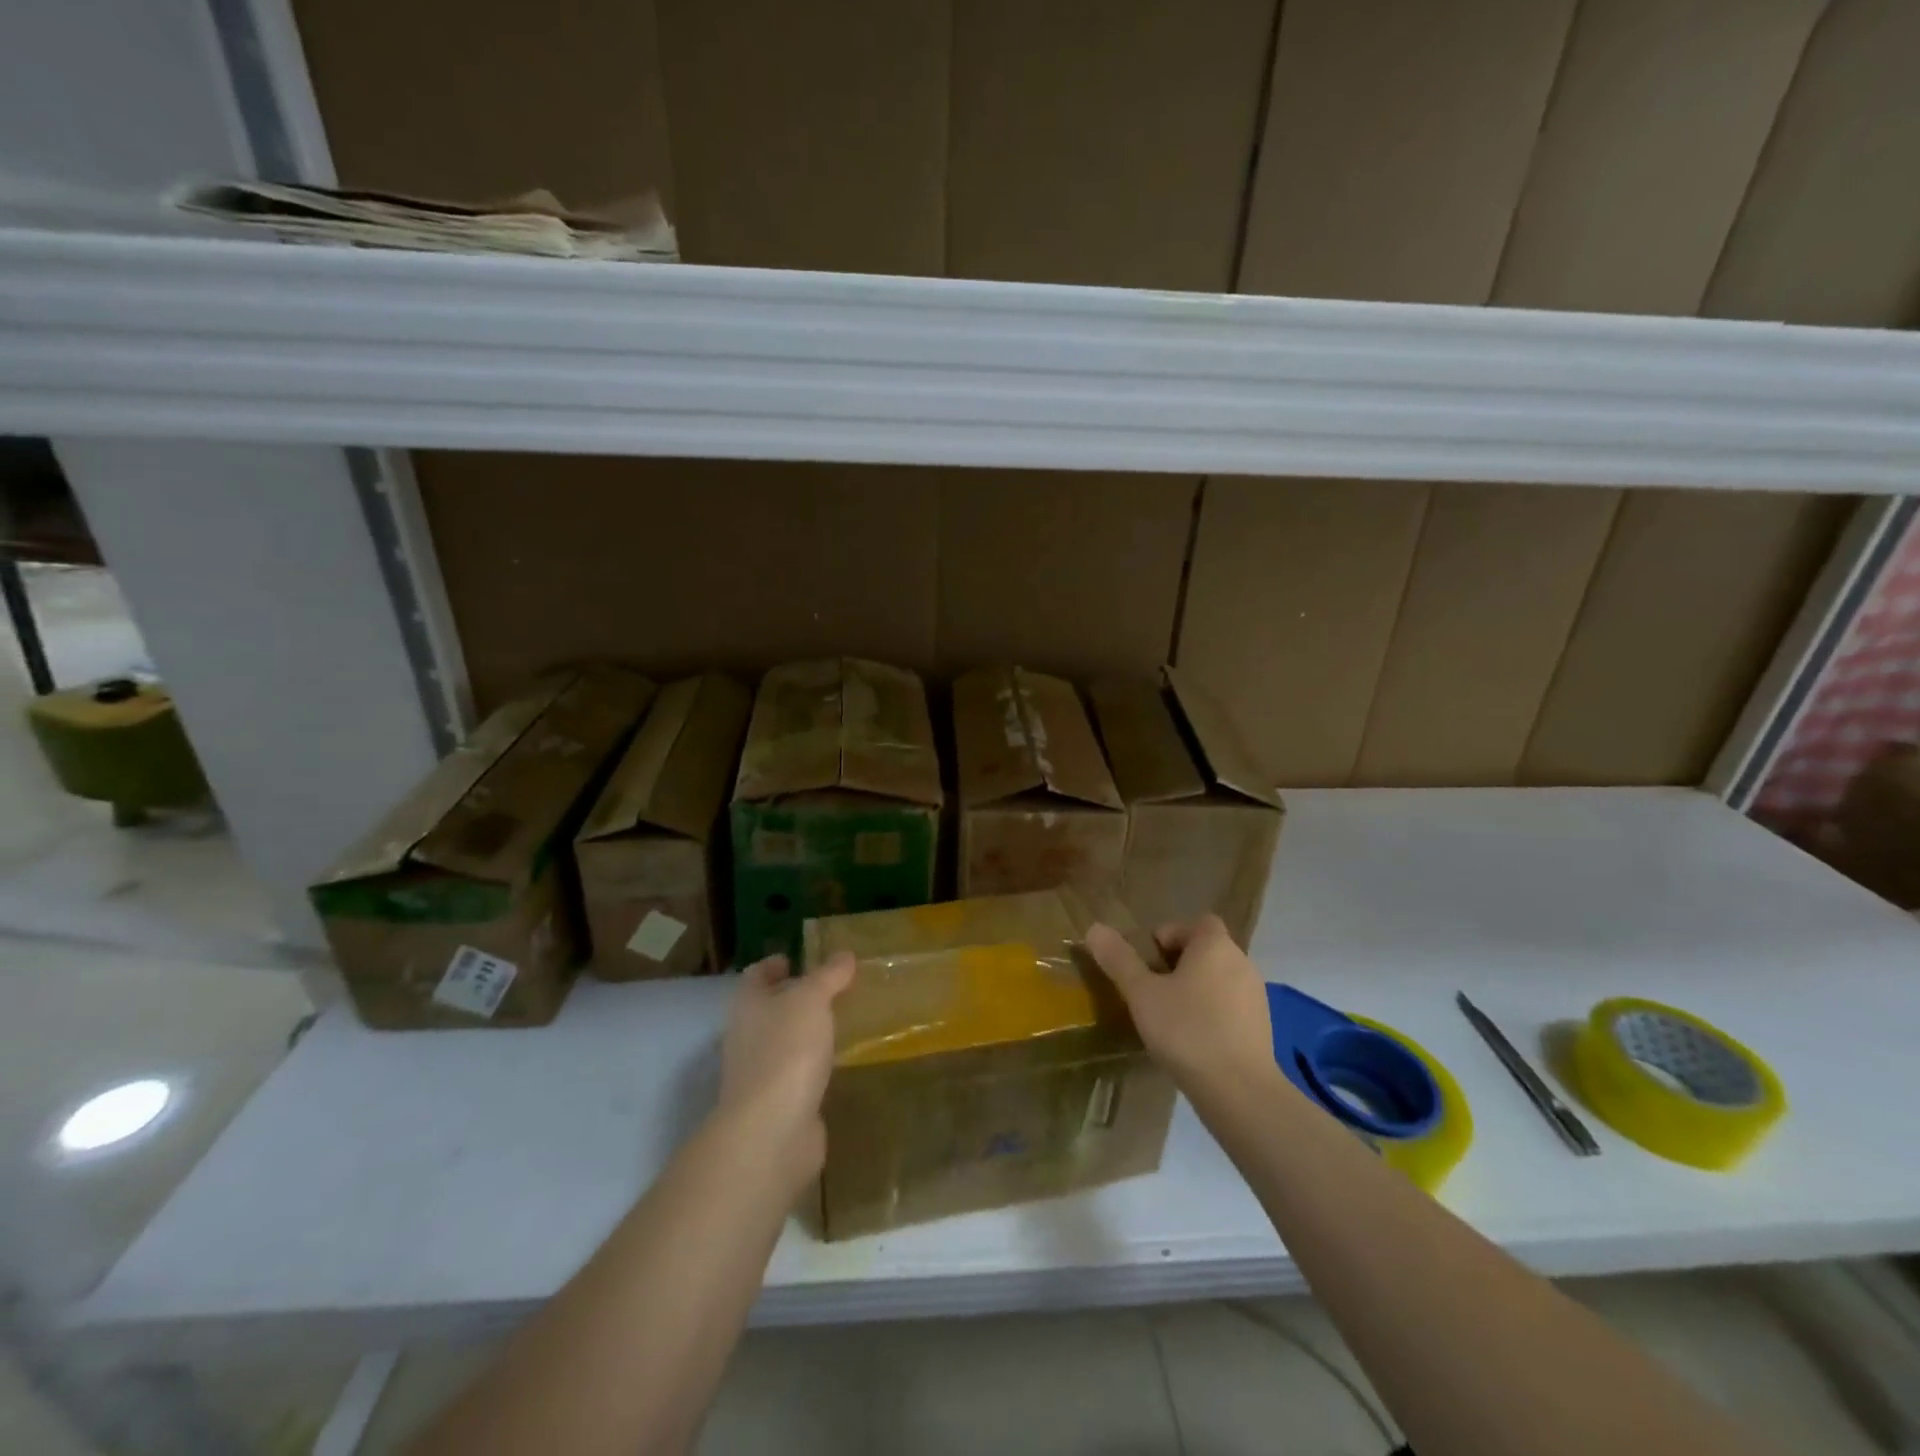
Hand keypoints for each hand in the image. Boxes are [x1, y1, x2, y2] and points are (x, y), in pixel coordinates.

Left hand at [717, 952, 855, 1180]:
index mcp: (748, 1005)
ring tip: (839, 1020)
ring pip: (783, 1042)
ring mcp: (759, 1073)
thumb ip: (828, 976)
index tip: (795, 958)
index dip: (773, 965)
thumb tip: (844, 955)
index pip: (756, 975)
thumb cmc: (786, 1050)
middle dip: (793, 998)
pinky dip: (812, 1064)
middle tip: (829, 988)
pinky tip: (836, 1061)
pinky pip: (796, 1073)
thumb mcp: (811, 1000)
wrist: (772, 1130)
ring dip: (805, 1032)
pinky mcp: (778, 1104)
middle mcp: (747, 1036)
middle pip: (767, 1009)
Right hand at [1084, 916, 1275, 1098]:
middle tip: (1152, 989)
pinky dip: (1212, 1013)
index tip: (1147, 962)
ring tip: (1170, 1017)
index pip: (1195, 923)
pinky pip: (1231, 1006)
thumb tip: (1095, 928)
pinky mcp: (1262, 1028)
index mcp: (1215, 946)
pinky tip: (1193, 1040)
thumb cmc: (1187, 1031)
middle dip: (1179, 964)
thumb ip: (1119, 960)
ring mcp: (1257, 996)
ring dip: (1196, 989)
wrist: (1240, 1092)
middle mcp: (1241, 962)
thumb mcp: (1142, 994)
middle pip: (1207, 950)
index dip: (1169, 935)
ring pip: (1219, 979)